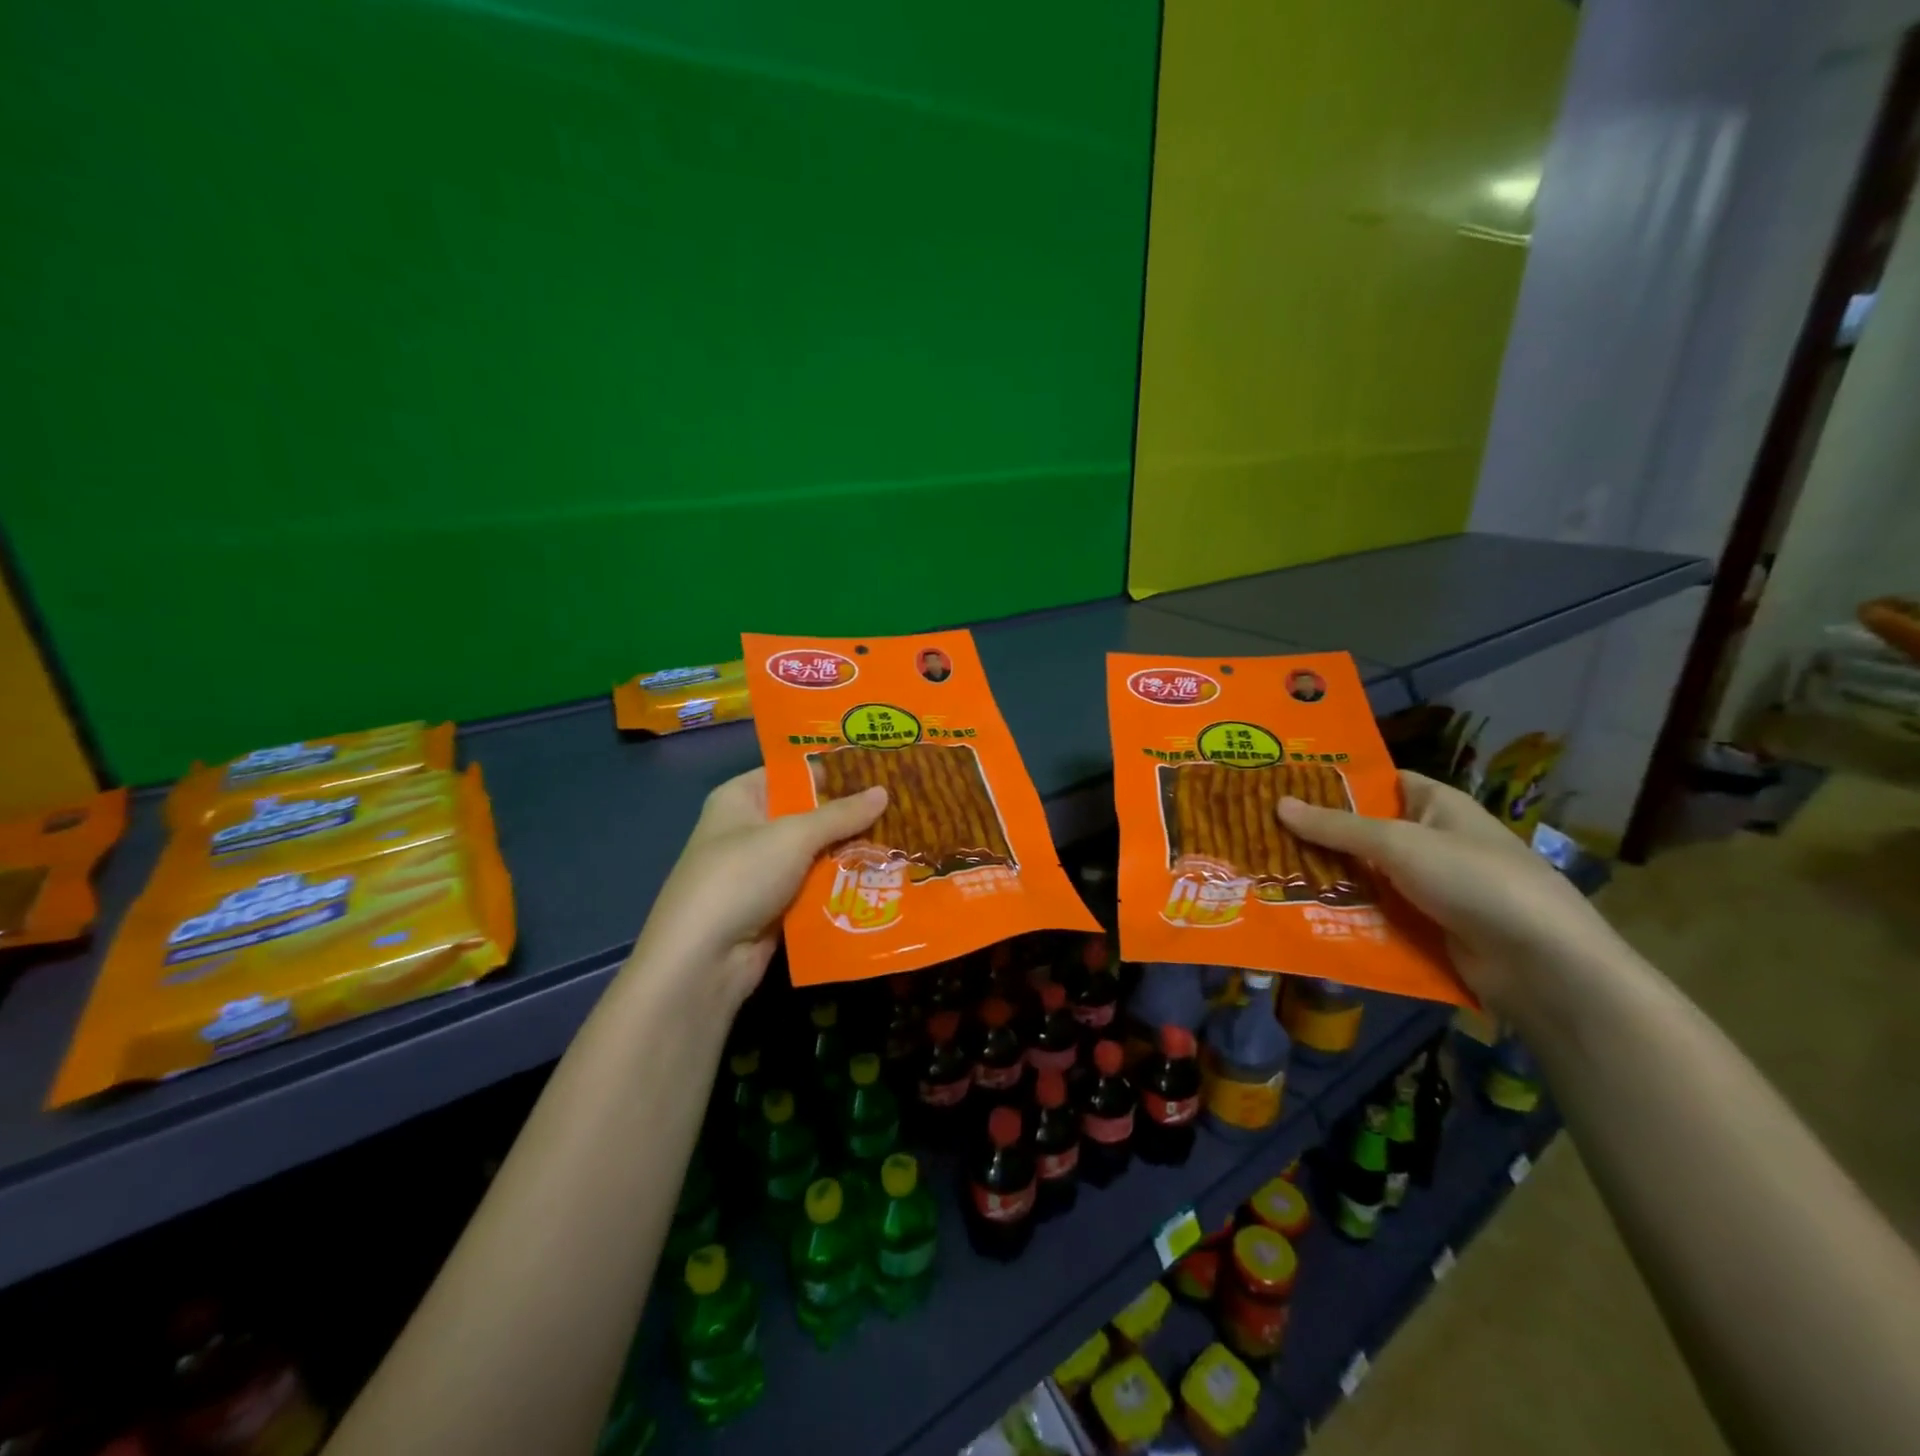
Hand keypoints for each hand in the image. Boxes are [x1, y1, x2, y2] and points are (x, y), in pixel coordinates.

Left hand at [630, 769, 887, 1004]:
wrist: (702, 960)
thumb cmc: (741, 876)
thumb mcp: (794, 836)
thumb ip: (841, 814)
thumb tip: (884, 792)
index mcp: (741, 798)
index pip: (792, 772)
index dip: (833, 770)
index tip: (879, 768)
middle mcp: (749, 830)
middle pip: (808, 814)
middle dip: (850, 814)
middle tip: (902, 805)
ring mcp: (761, 872)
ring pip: (816, 854)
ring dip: (852, 852)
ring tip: (902, 839)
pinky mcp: (774, 908)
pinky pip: (815, 887)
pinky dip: (841, 885)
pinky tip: (882, 878)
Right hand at [1279, 770, 1620, 1013]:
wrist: (1541, 964)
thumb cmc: (1473, 879)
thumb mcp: (1399, 843)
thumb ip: (1336, 827)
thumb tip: (1278, 803)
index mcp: (1434, 804)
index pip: (1377, 782)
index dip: (1332, 782)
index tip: (1280, 785)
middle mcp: (1430, 840)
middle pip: (1362, 832)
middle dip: (1316, 835)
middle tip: (1257, 832)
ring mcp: (1427, 886)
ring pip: (1363, 875)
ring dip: (1323, 878)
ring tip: (1264, 873)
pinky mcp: (1423, 926)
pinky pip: (1373, 912)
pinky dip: (1342, 913)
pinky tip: (1296, 913)